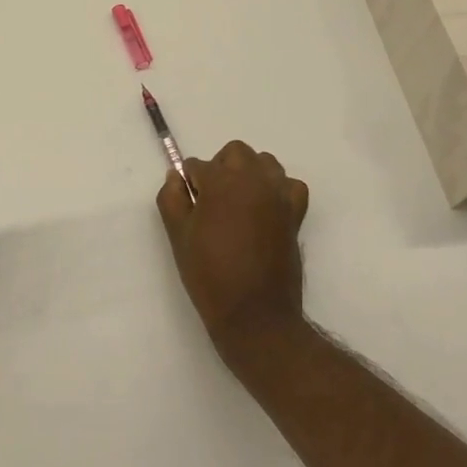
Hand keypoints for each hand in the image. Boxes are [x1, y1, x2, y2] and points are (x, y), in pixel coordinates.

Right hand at [157, 140, 309, 364]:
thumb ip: (171, 198)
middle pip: (235, 152)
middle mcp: (253, 179)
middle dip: (220, 167)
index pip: (197, 165)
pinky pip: (290, 185)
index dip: (189, 184)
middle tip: (211, 200)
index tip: (189, 207)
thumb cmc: (210, 274)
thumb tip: (175, 176)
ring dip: (249, 173)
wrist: (255, 314)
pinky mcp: (295, 213)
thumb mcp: (178, 236)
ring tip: (238, 203)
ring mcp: (278, 195)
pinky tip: (266, 208)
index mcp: (221, 182)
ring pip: (264, 163)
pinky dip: (279, 189)